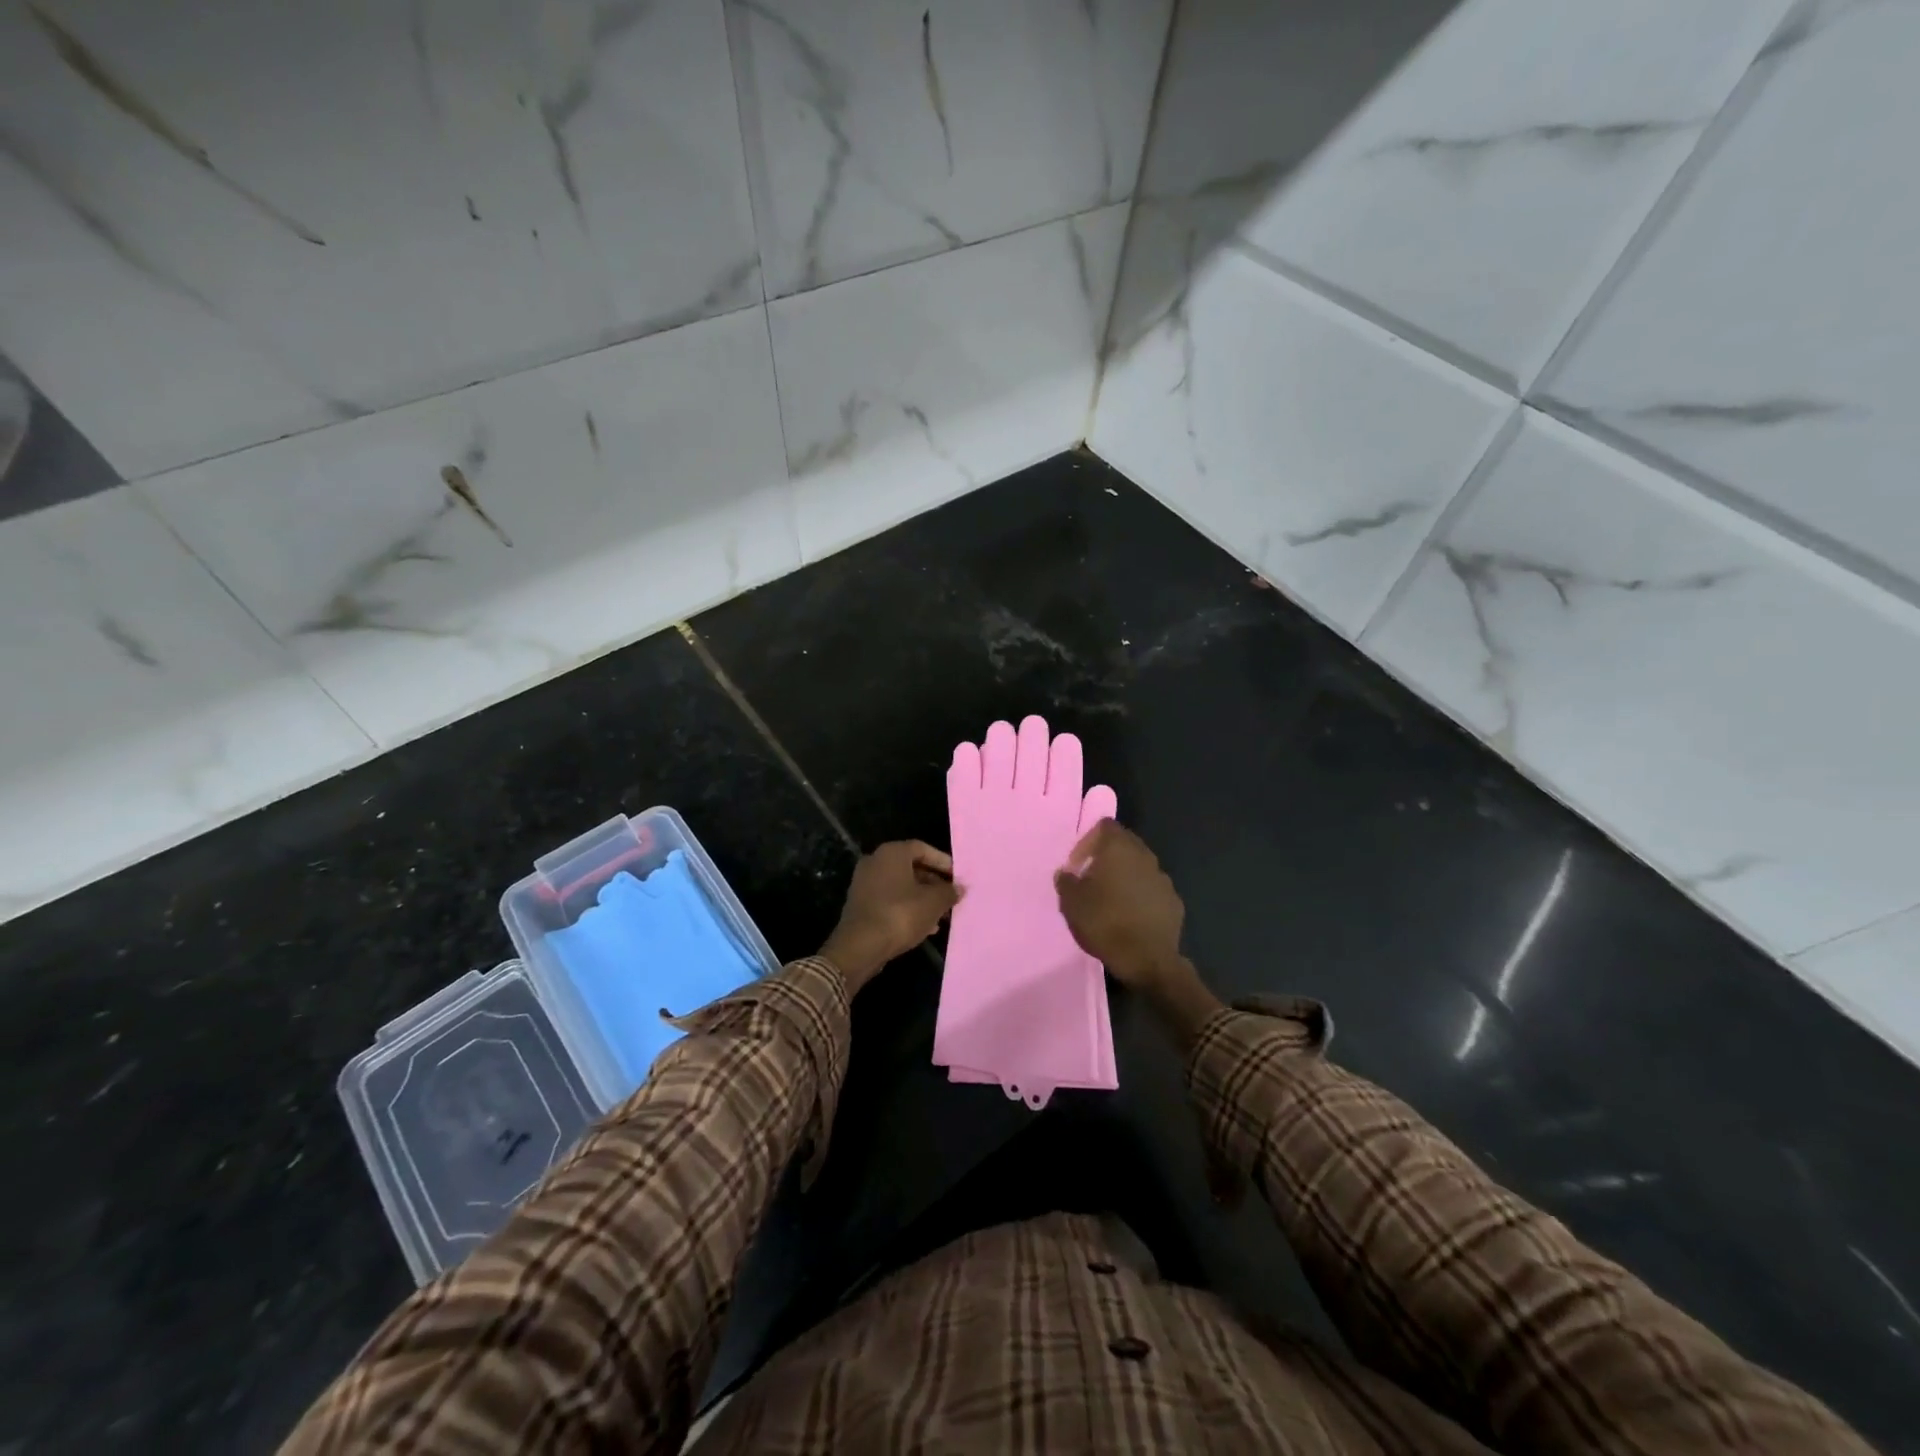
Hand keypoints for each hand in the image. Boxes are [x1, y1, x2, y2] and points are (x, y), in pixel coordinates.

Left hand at [820, 841, 959, 992]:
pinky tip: (924, 927)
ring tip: (942, 916)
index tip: (957, 877)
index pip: (922, 848)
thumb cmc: (900, 914)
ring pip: (901, 886)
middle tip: (951, 898)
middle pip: (911, 868)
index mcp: (891, 853)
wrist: (860, 946)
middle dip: (933, 883)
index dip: (942, 861)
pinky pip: (890, 901)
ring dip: (922, 899)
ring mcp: (865, 884)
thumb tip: (959, 888)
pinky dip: (907, 908)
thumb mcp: (933, 903)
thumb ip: (949, 892)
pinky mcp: (861, 905)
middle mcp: (875, 862)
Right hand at [1054, 821, 1184, 987]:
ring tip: (1110, 899)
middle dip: (1106, 857)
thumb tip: (1067, 873)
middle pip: (1124, 843)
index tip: (1077, 865)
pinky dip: (1140, 895)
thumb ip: (1066, 881)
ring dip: (1124, 876)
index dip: (1087, 841)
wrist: (1148, 960)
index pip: (1104, 826)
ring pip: (1139, 866)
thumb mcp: (1071, 902)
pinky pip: (1152, 889)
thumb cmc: (1104, 923)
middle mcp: (1144, 856)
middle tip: (1091, 879)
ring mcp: (1162, 878)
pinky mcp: (1174, 901)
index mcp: (1118, 849)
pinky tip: (1130, 916)